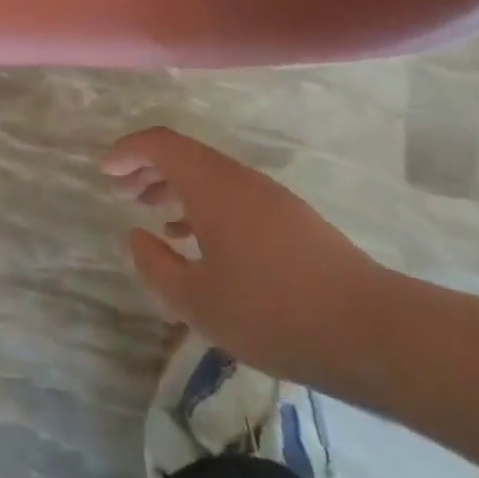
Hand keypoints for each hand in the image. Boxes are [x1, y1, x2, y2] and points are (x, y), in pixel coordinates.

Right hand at [102, 126, 386, 381]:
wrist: (373, 332)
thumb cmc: (272, 312)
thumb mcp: (197, 301)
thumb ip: (156, 267)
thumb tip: (137, 238)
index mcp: (211, 185)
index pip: (160, 144)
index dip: (127, 151)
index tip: (105, 172)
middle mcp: (238, 179)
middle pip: (184, 156)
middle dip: (148, 168)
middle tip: (122, 191)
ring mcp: (268, 197)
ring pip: (209, 177)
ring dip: (176, 189)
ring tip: (154, 217)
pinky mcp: (290, 219)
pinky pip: (232, 196)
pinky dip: (204, 206)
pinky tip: (200, 244)